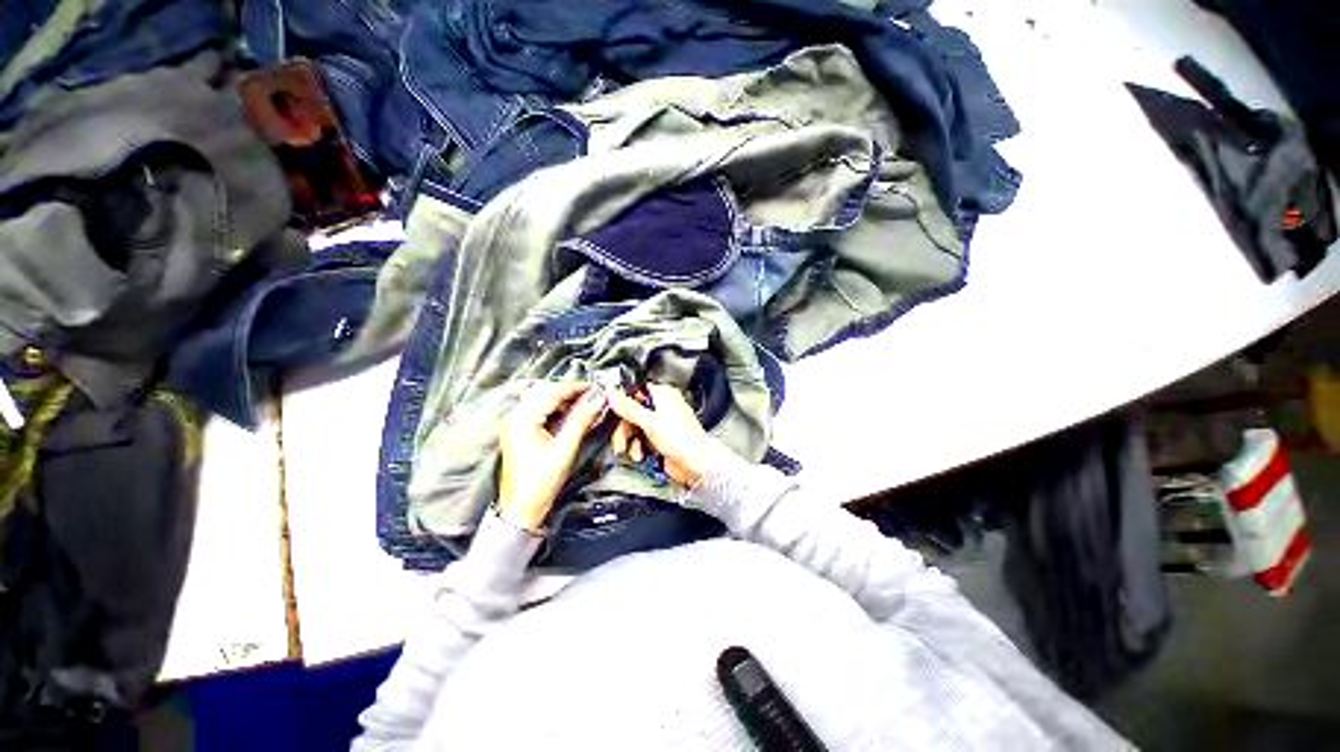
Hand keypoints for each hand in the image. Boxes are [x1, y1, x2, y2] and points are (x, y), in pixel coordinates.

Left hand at [497, 381, 606, 530]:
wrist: (521, 509)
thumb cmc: (540, 483)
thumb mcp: (565, 449)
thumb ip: (581, 420)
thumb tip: (597, 401)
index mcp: (523, 420)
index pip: (551, 392)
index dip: (574, 387)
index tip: (594, 387)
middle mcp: (515, 419)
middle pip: (544, 392)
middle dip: (568, 391)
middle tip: (590, 395)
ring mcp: (515, 425)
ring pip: (541, 400)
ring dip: (562, 399)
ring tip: (583, 403)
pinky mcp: (519, 433)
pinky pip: (538, 411)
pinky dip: (555, 409)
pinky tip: (569, 414)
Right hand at [606, 383, 716, 486]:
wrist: (695, 464)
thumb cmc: (683, 439)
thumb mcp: (650, 422)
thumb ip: (629, 408)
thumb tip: (613, 395)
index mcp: (664, 395)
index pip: (637, 391)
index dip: (624, 402)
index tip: (615, 413)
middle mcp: (663, 407)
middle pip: (633, 412)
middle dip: (625, 428)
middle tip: (622, 438)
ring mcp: (661, 423)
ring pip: (635, 427)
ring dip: (630, 441)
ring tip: (632, 450)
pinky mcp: (659, 438)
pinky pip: (641, 439)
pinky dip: (638, 447)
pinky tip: (640, 454)